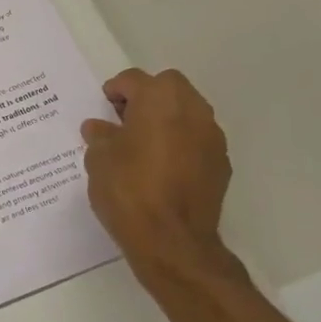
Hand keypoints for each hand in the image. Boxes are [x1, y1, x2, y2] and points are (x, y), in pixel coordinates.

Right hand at [81, 69, 235, 281]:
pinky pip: (197, 140)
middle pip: (168, 88)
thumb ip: (100, 136)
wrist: (172, 241)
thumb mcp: (99, 160)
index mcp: (159, 99)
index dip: (115, 91)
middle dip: (146, 98)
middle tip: (125, 121)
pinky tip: (163, 169)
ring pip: (187, 112)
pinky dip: (181, 144)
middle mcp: (192, 109)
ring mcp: (212, 137)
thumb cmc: (129, 190)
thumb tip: (99, 127)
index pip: (134, 80)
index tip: (103, 108)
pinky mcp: (221, 164)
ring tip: (143, 146)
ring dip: (167, 120)